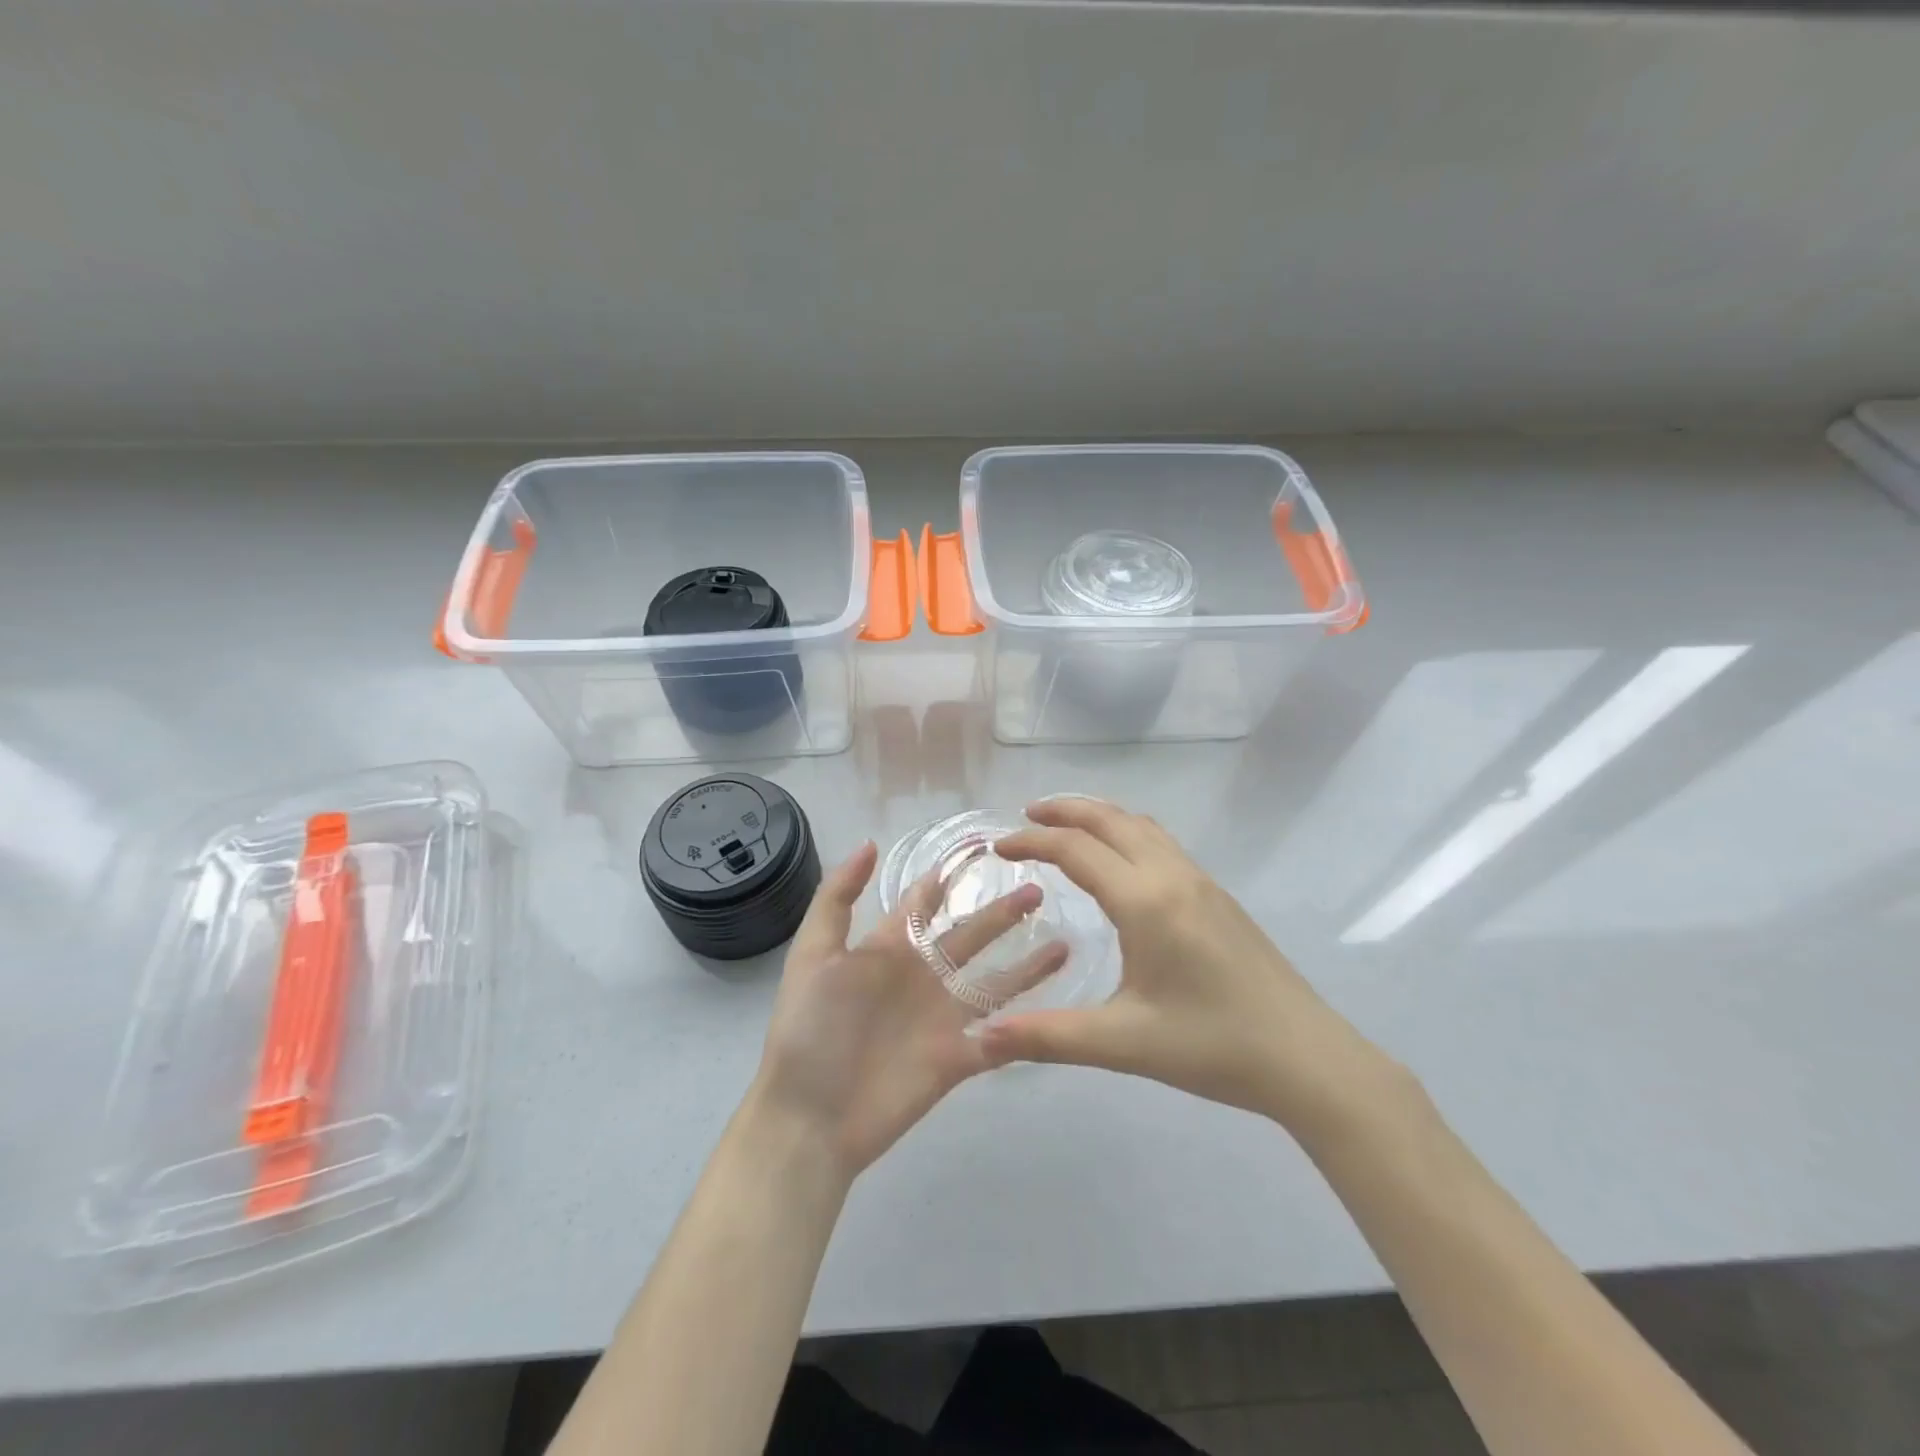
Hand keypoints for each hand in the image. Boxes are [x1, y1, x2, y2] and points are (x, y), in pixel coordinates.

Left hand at [752, 841, 1068, 1181]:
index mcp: (889, 949)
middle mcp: (922, 977)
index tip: (984, 848)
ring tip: (1063, 941)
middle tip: (1038, 888)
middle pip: (971, 936)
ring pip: (995, 984)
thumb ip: (837, 899)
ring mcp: (942, 1018)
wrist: (809, 1118)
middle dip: (1002, 913)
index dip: (949, 876)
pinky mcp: (957, 1059)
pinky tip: (1059, 1011)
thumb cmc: (809, 1031)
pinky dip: (1027, 1027)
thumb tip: (870, 843)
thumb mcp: (813, 955)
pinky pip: (1001, 1039)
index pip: (926, 902)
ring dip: (1027, 965)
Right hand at [985, 798, 1389, 1134]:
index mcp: (1145, 900)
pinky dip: (1126, 832)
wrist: (1307, 1056)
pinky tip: (1121, 863)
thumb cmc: (1213, 1045)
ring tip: (1066, 830)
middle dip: (1064, 810)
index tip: (998, 848)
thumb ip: (1048, 1036)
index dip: (1031, 841)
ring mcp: (1201, 881)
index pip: (1076, 849)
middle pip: (1110, 819)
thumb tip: (981, 1037)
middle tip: (1024, 818)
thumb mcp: (1124, 1043)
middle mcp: (1172, 876)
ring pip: (1141, 825)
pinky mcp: (1218, 895)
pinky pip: (1162, 842)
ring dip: (1098, 816)